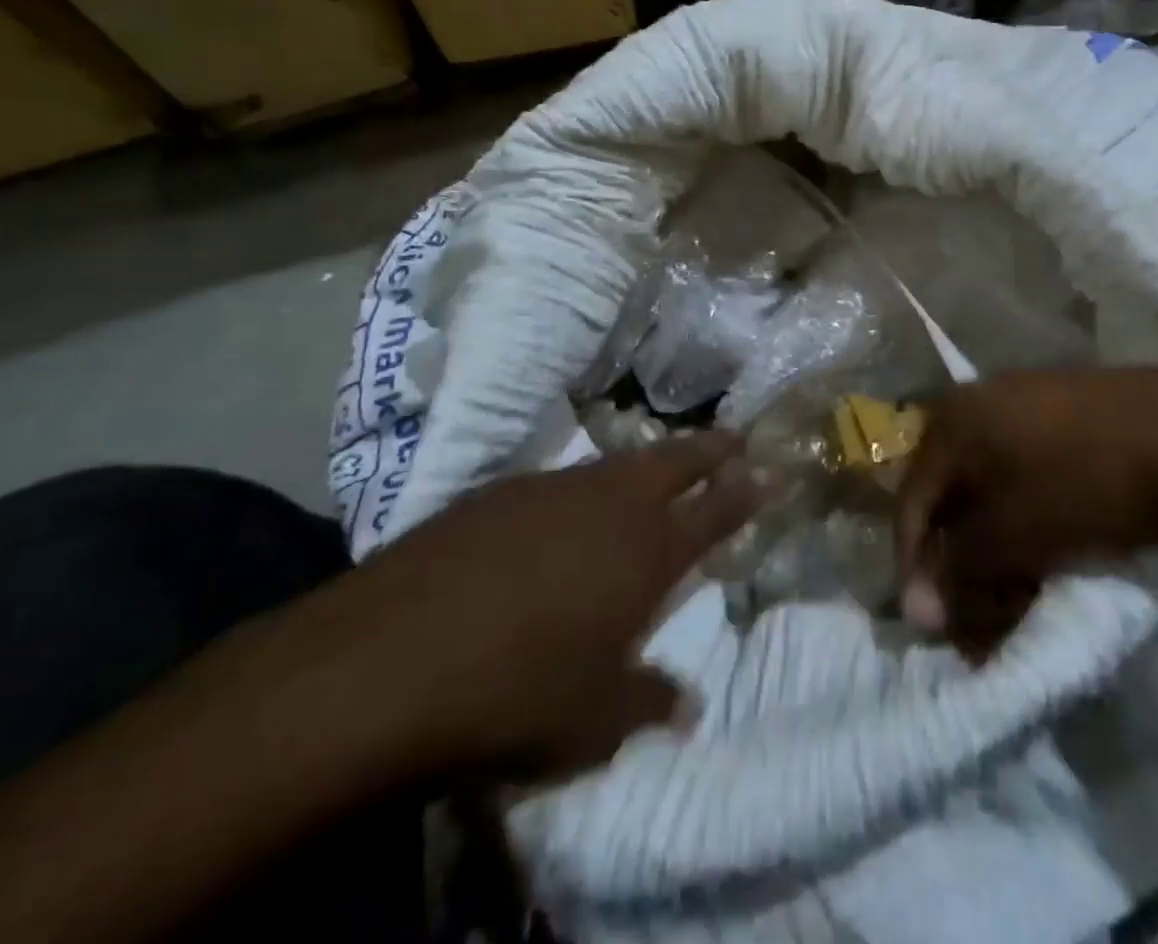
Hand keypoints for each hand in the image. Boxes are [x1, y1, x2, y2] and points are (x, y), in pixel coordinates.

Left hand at [288, 435, 760, 784]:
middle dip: (710, 446)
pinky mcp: (498, 492)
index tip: (771, 469)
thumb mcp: (591, 721)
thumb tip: (687, 704)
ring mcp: (553, 490)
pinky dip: (582, 489)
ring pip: (617, 463)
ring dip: (645, 464)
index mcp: (647, 551)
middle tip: (735, 436)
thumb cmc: (513, 695)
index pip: (716, 508)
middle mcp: (609, 505)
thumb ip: (648, 702)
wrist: (386, 660)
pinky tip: (563, 513)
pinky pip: (559, 481)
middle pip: (674, 460)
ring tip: (655, 471)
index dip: (747, 488)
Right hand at [895, 368, 1157, 654]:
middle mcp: (980, 402)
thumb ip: (963, 574)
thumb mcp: (1019, 535)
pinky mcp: (1065, 414)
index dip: (916, 569)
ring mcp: (1025, 403)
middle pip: (951, 497)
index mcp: (955, 420)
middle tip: (983, 618)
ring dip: (995, 548)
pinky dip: (1026, 521)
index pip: (911, 502)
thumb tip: (918, 615)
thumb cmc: (1092, 481)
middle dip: (962, 564)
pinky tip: (1050, 551)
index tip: (936, 628)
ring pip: (991, 489)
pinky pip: (1025, 475)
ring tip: (1021, 594)